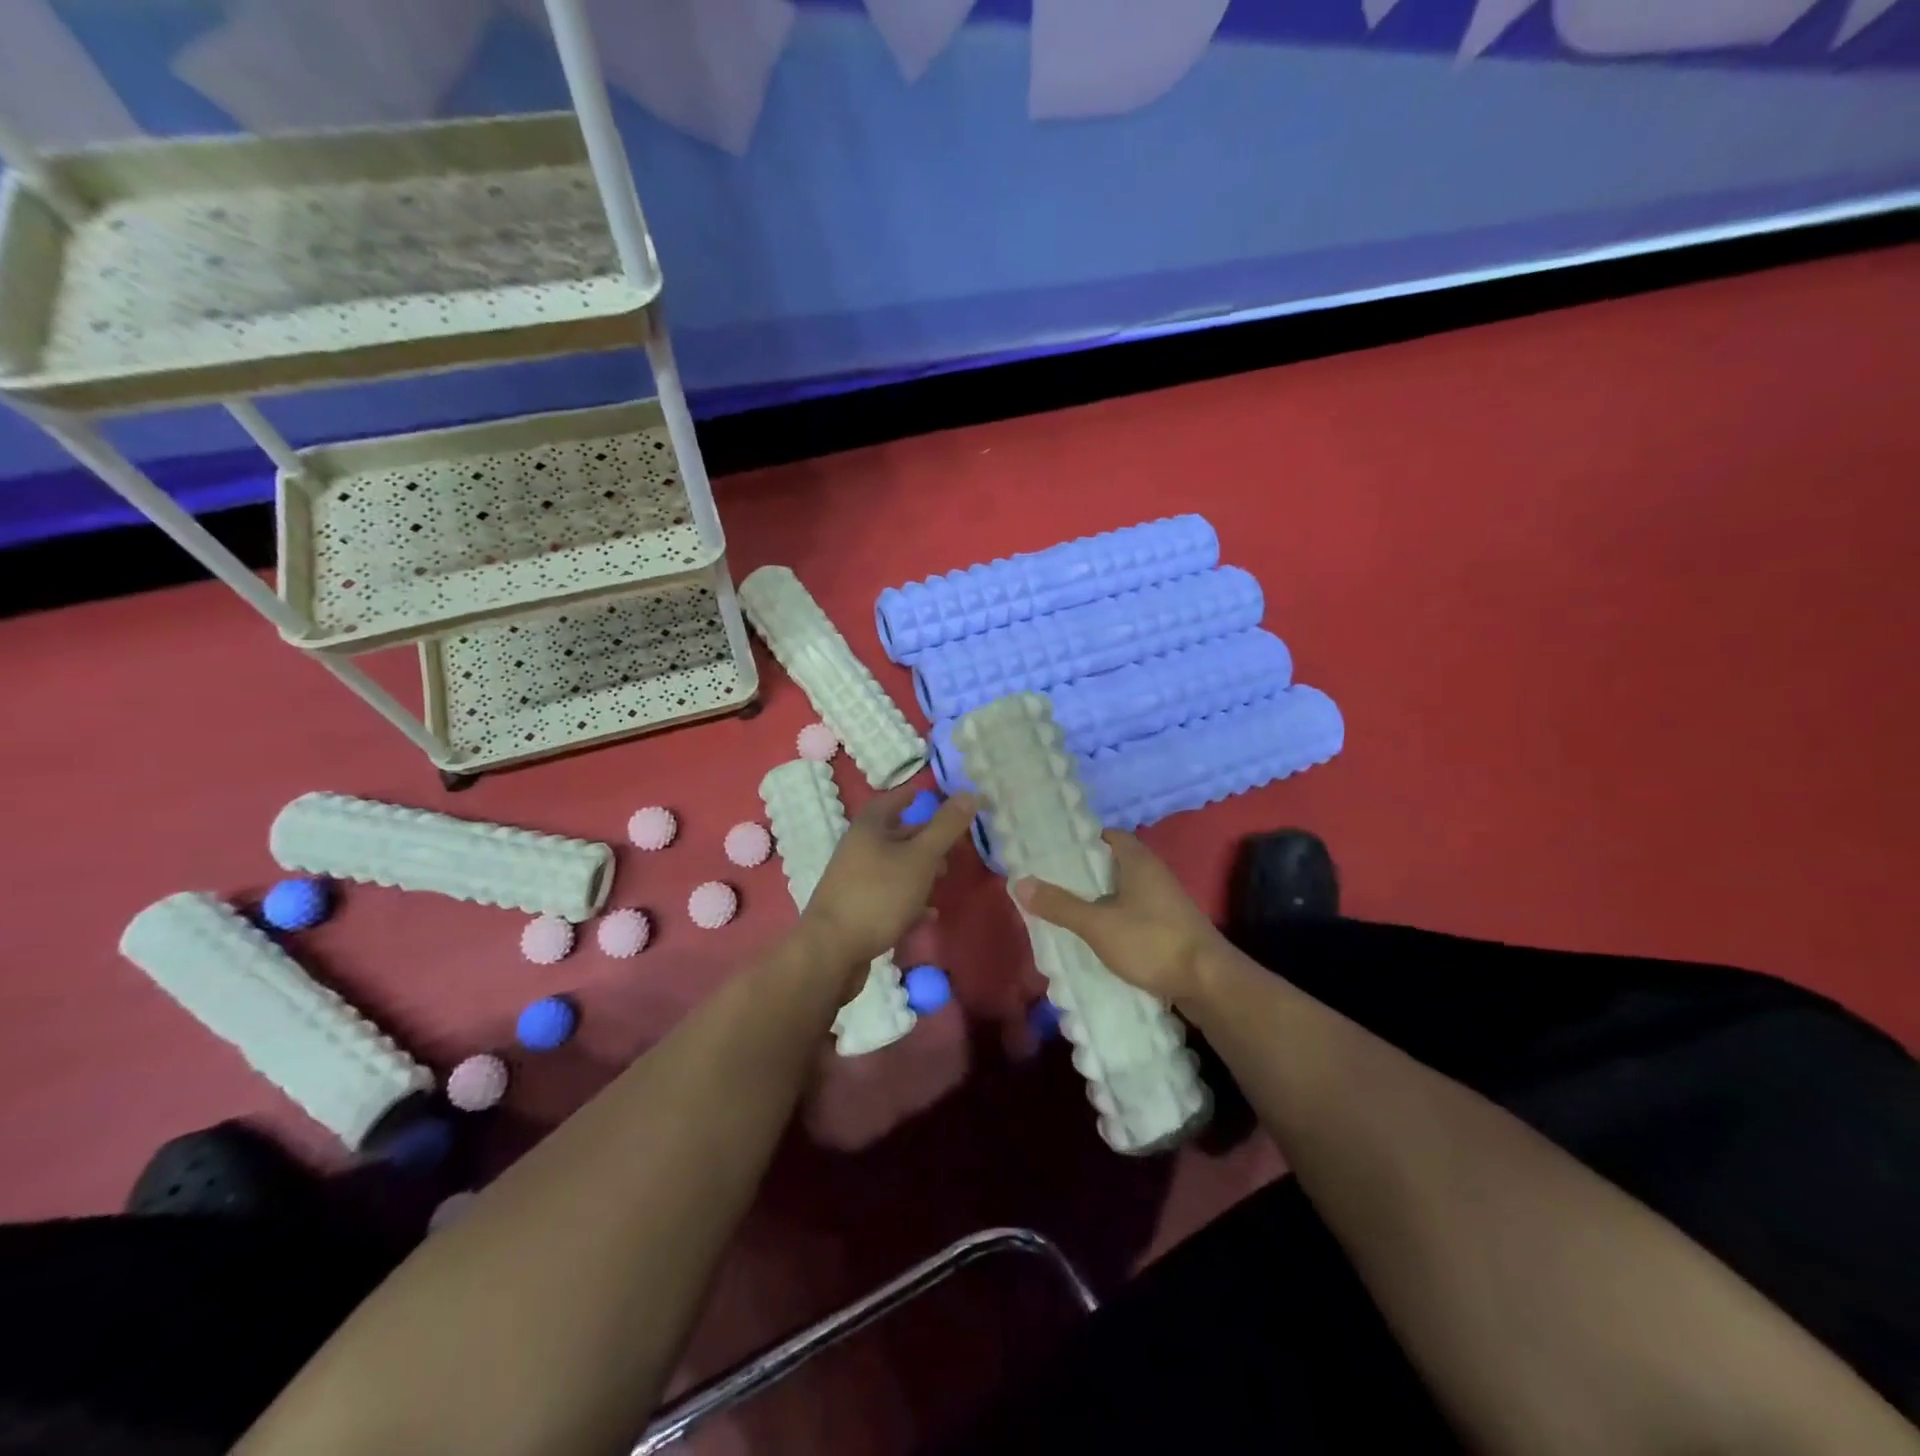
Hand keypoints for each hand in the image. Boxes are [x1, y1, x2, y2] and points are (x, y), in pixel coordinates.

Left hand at [800, 784, 978, 969]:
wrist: (832, 951)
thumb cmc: (879, 895)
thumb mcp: (920, 858)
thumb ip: (945, 827)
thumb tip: (970, 793)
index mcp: (869, 827)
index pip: (895, 799)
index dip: (918, 796)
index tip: (943, 799)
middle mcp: (858, 848)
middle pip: (896, 834)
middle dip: (926, 838)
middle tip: (953, 846)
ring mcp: (854, 880)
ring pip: (894, 866)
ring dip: (920, 871)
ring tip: (944, 879)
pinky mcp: (856, 909)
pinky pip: (889, 896)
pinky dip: (910, 900)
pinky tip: (928, 915)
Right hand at [1012, 831, 1225, 1004]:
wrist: (1209, 984)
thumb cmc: (1151, 942)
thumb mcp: (1097, 924)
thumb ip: (1060, 905)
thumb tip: (1019, 882)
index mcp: (1138, 861)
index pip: (1108, 836)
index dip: (1082, 841)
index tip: (1054, 852)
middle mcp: (1154, 875)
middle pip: (1113, 864)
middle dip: (1084, 874)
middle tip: (1051, 882)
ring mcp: (1166, 902)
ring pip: (1124, 892)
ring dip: (1099, 899)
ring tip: (1066, 910)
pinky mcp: (1170, 928)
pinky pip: (1134, 915)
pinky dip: (1114, 920)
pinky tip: (1096, 937)